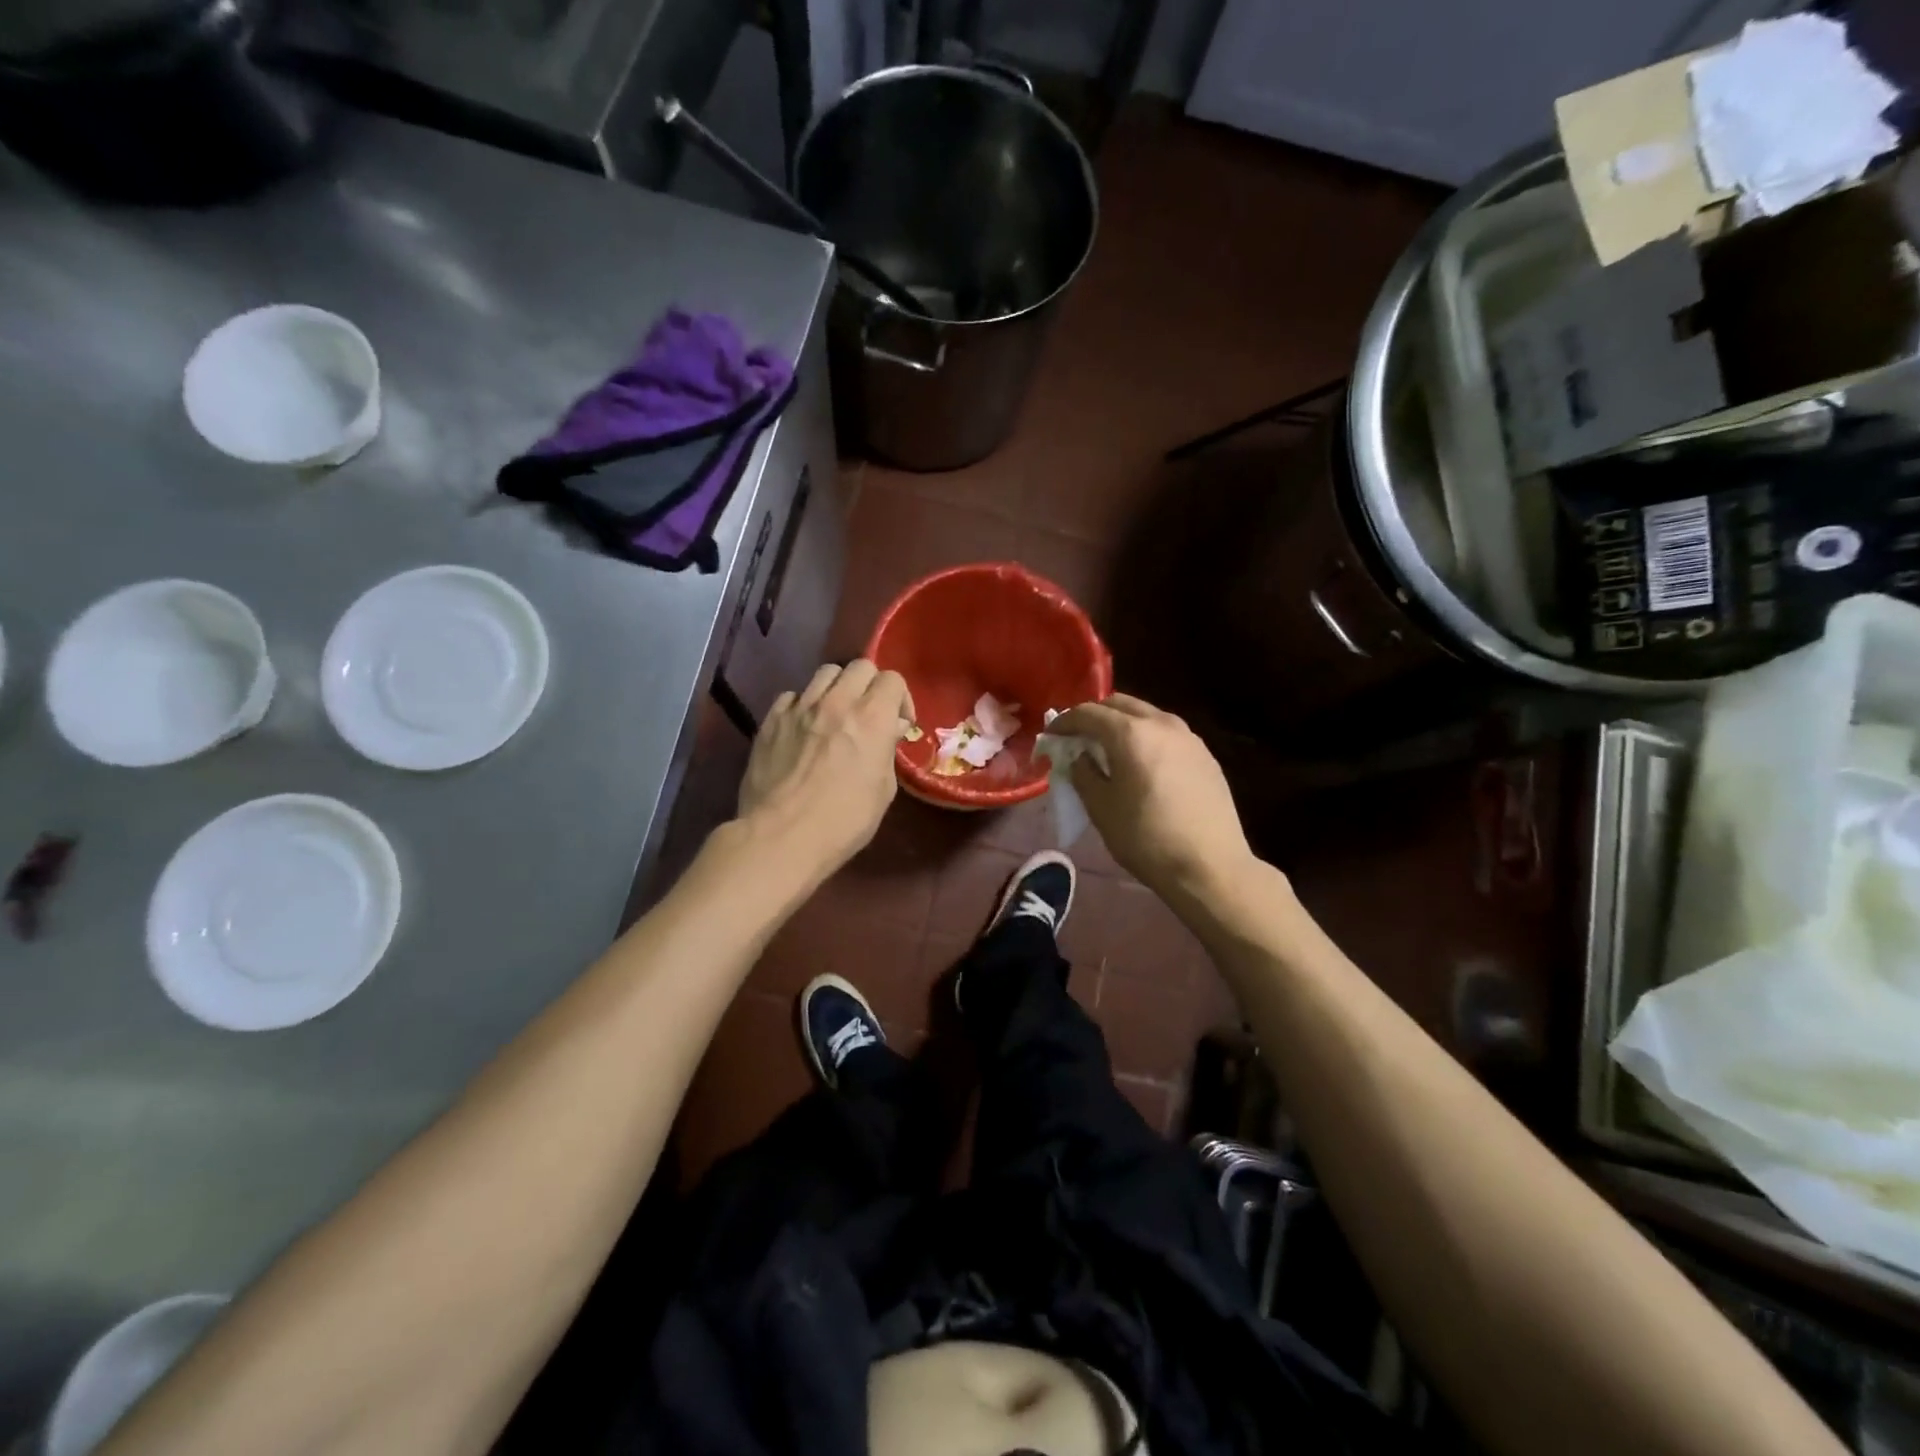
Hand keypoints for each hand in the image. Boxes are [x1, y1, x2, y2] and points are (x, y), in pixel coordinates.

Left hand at [737, 659, 913, 877]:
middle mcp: (836, 702)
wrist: (782, 837)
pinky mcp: (771, 720)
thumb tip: (889, 730)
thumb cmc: (844, 821)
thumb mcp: (882, 791)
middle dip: (871, 686)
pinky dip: (804, 705)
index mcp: (871, 717)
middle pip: (860, 667)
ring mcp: (800, 707)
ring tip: (835, 715)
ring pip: (825, 673)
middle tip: (869, 714)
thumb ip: (886, 751)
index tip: (898, 724)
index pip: (892, 679)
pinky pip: (792, 696)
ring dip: (837, 689)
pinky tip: (803, 728)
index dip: (900, 698)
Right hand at [1050, 694, 1253, 903]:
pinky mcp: (1205, 755)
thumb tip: (1081, 756)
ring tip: (1109, 750)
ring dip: (1122, 724)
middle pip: (1119, 704)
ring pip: (1146, 715)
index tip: (1051, 737)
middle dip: (1094, 716)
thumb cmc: (1146, 838)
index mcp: (1130, 733)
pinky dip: (1146, 738)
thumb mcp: (1101, 808)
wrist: (1210, 866)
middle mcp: (1161, 723)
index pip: (1088, 713)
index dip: (1064, 722)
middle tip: (1078, 739)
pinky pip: (1166, 734)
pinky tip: (1142, 764)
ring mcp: (1188, 737)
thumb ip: (1083, 773)